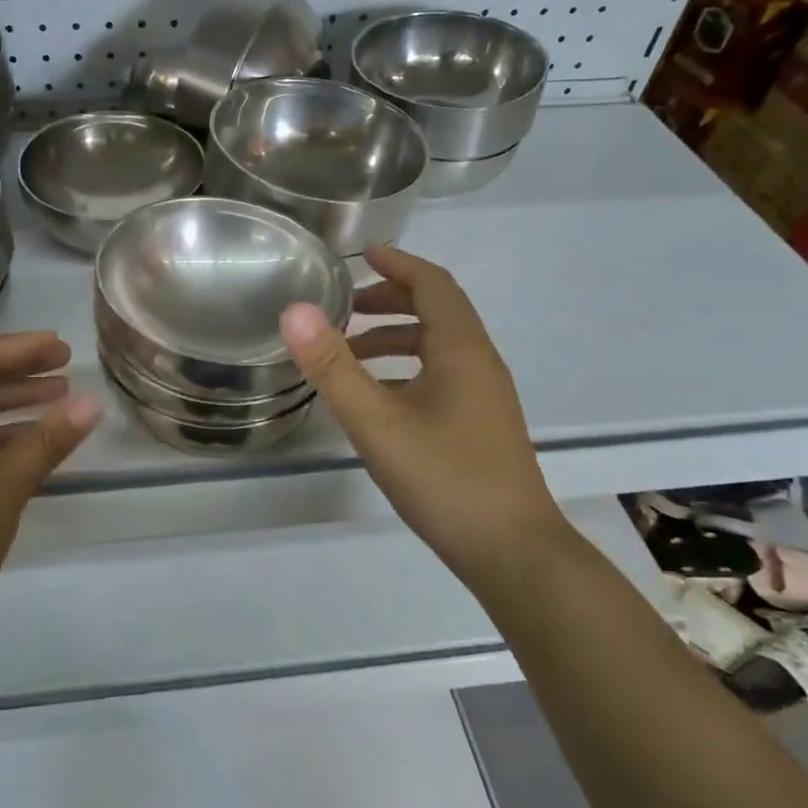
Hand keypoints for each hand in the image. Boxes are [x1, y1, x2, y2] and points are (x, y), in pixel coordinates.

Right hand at [279, 245, 565, 582]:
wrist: (513, 552)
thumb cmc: (444, 479)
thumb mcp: (376, 422)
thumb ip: (333, 367)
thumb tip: (295, 311)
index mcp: (461, 349)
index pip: (433, 284)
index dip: (398, 263)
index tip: (361, 255)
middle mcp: (479, 362)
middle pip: (438, 310)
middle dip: (391, 299)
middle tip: (344, 307)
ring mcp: (485, 395)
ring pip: (439, 346)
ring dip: (396, 336)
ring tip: (350, 352)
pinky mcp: (481, 423)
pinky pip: (442, 374)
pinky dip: (407, 368)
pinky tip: (378, 399)